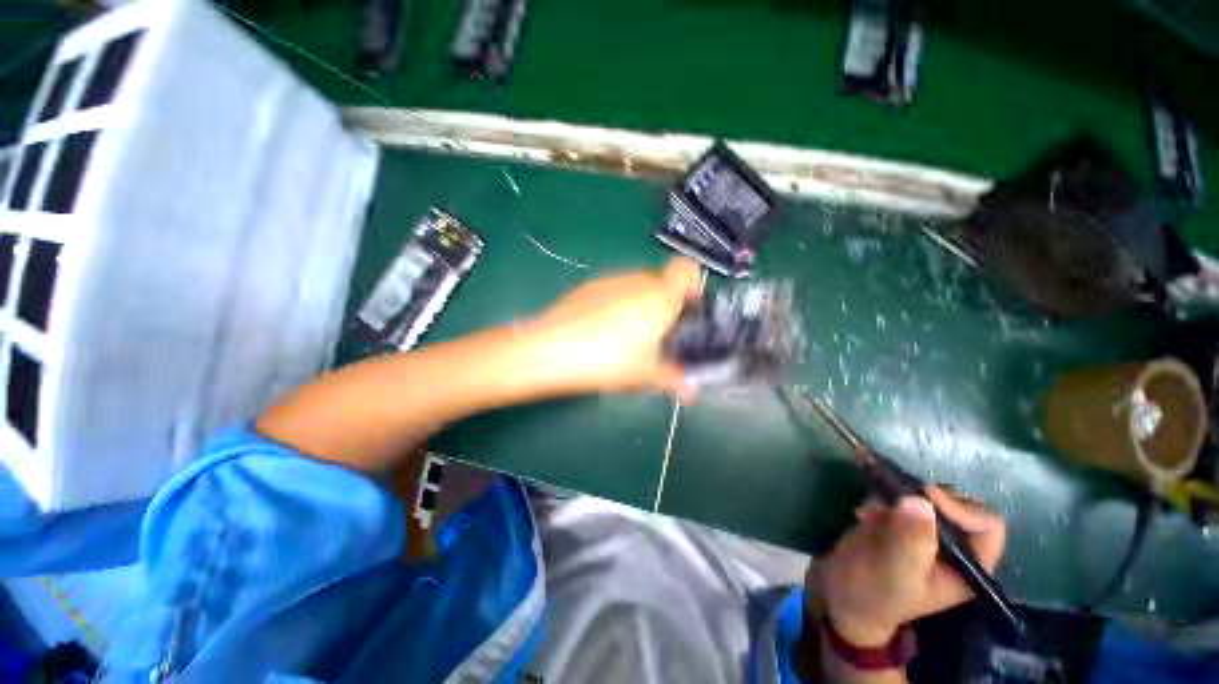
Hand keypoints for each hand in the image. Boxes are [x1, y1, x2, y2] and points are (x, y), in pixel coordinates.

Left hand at [524, 257, 702, 398]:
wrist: (551, 349)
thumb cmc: (608, 360)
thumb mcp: (644, 374)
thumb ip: (673, 379)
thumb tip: (691, 392)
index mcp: (660, 297)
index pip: (687, 269)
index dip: (692, 285)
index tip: (689, 309)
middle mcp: (637, 280)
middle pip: (662, 279)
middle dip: (666, 301)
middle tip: (660, 331)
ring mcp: (610, 280)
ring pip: (637, 284)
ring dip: (641, 303)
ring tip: (629, 334)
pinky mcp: (588, 286)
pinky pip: (614, 289)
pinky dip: (617, 303)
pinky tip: (603, 329)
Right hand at [809, 487, 1005, 646]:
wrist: (841, 594)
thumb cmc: (874, 593)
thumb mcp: (894, 571)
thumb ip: (911, 539)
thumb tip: (920, 500)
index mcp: (970, 568)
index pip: (986, 526)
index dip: (960, 508)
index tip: (924, 496)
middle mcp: (955, 548)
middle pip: (959, 505)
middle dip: (925, 498)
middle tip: (896, 501)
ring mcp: (927, 534)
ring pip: (928, 497)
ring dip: (899, 496)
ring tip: (872, 509)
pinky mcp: (901, 522)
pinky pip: (900, 496)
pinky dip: (882, 496)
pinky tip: (863, 512)